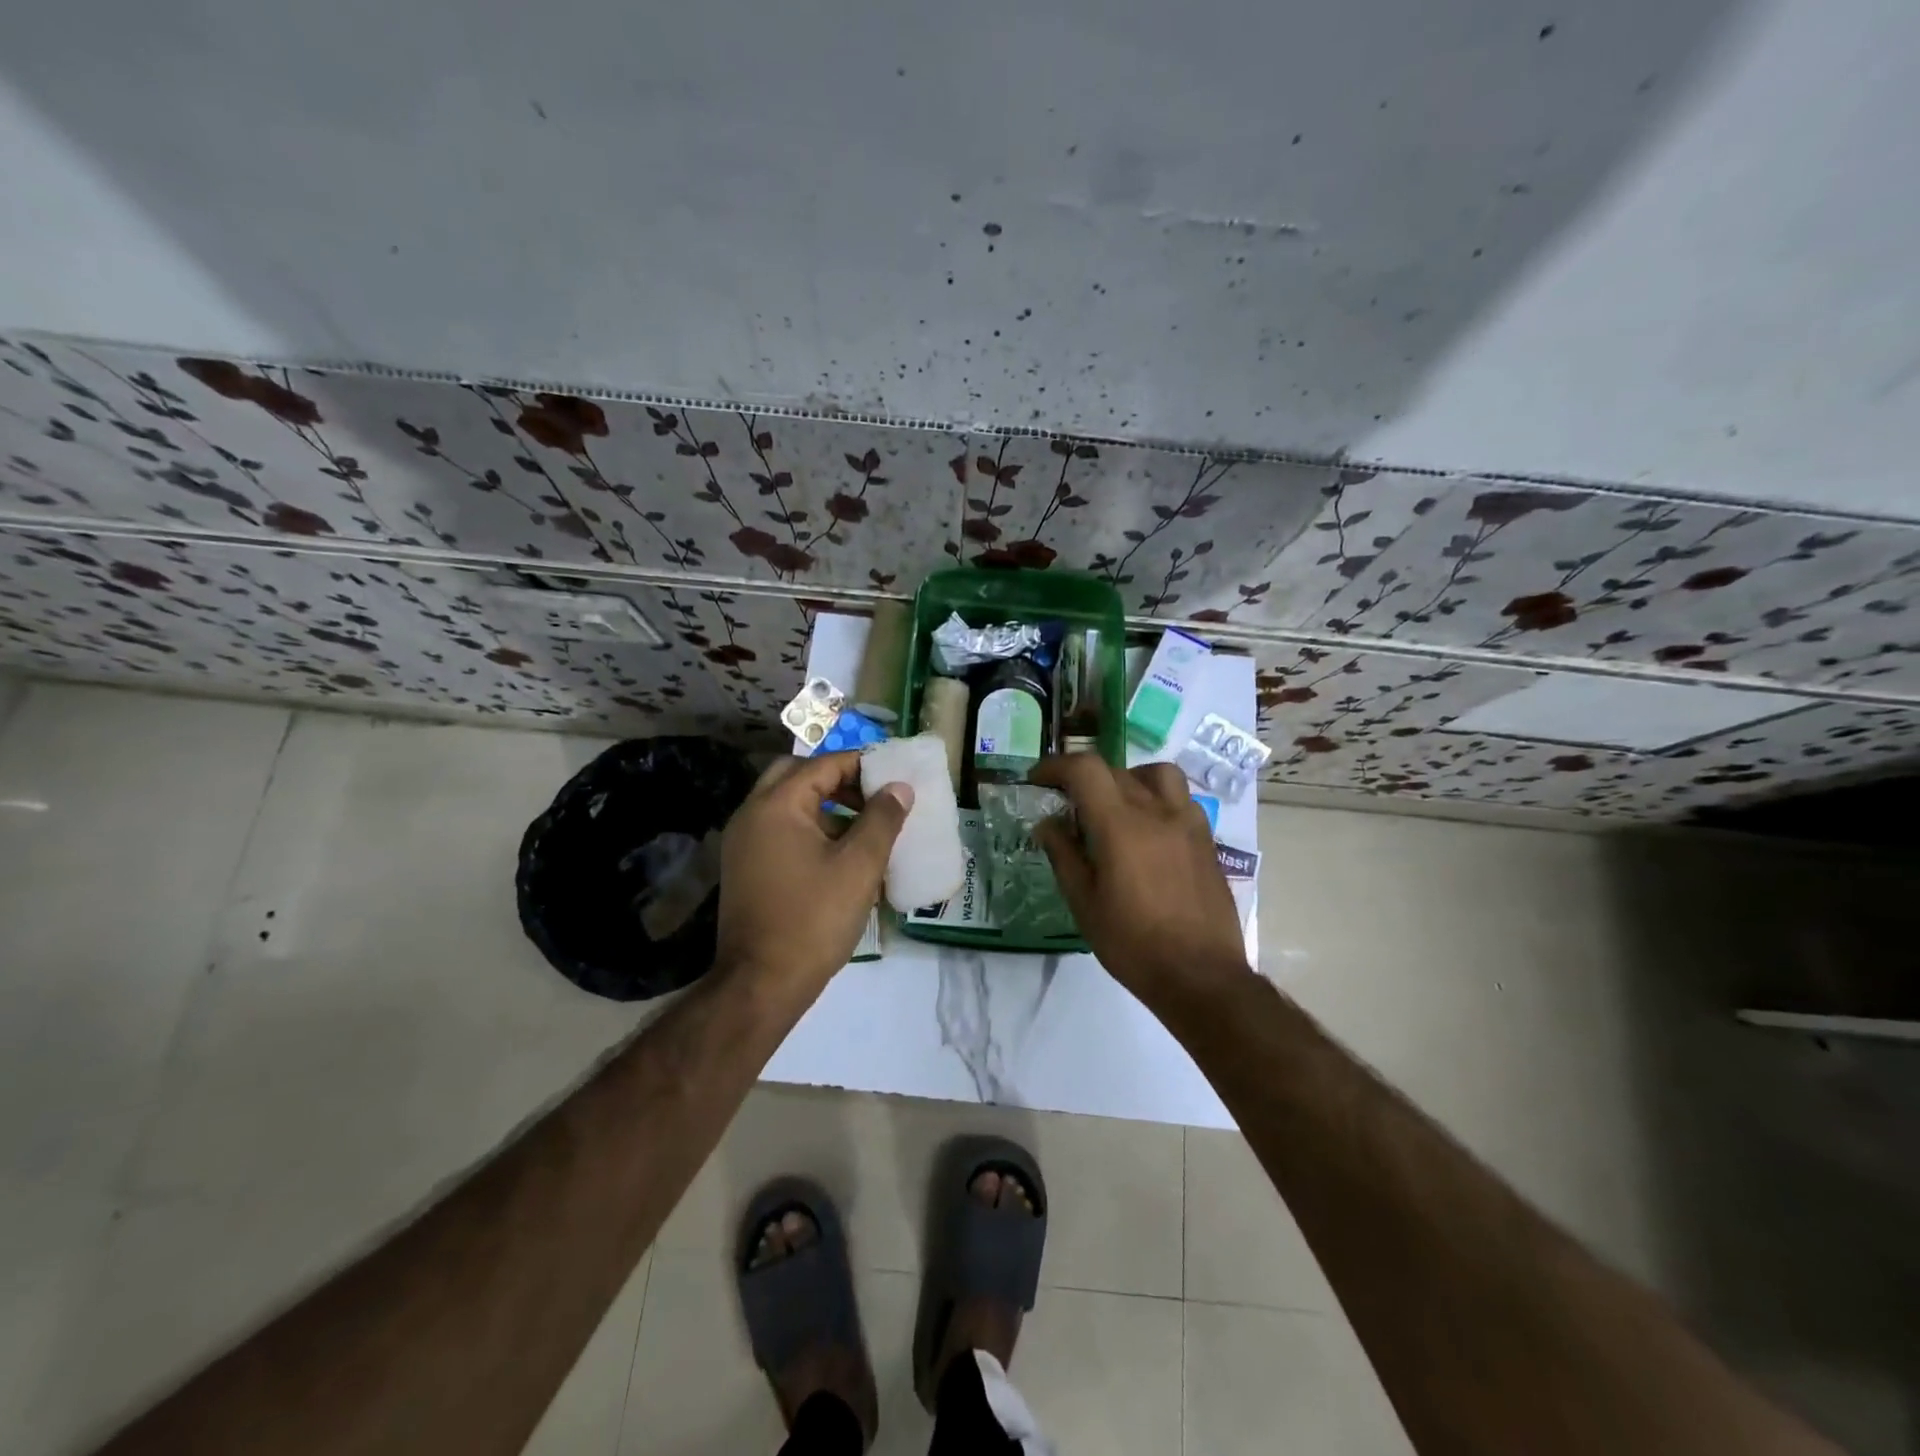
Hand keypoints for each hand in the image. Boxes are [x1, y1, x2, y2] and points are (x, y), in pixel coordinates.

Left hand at [716, 751, 912, 988]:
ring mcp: (743, 843)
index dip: (861, 765)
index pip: (822, 765)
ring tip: (864, 828)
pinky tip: (840, 857)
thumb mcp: (859, 866)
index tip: (893, 777)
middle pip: (796, 776)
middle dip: (837, 780)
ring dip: (824, 806)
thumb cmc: (814, 919)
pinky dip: (809, 830)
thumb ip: (882, 820)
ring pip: (786, 805)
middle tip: (871, 797)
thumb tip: (899, 788)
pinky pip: (779, 831)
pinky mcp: (745, 868)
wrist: (761, 983)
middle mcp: (752, 815)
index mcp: (776, 806)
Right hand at [1032, 755, 1249, 1004]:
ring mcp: (1188, 823)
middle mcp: (1157, 812)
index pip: (1085, 770)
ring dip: (1128, 779)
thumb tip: (1047, 823)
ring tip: (1115, 807)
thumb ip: (1064, 855)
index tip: (1037, 781)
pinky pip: (1180, 800)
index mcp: (1121, 826)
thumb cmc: (1133, 944)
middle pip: (1115, 771)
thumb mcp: (1084, 904)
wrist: (1202, 976)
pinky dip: (1157, 800)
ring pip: (1157, 775)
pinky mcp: (1207, 840)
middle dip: (1084, 780)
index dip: (1056, 766)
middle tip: (1067, 806)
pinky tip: (1148, 832)